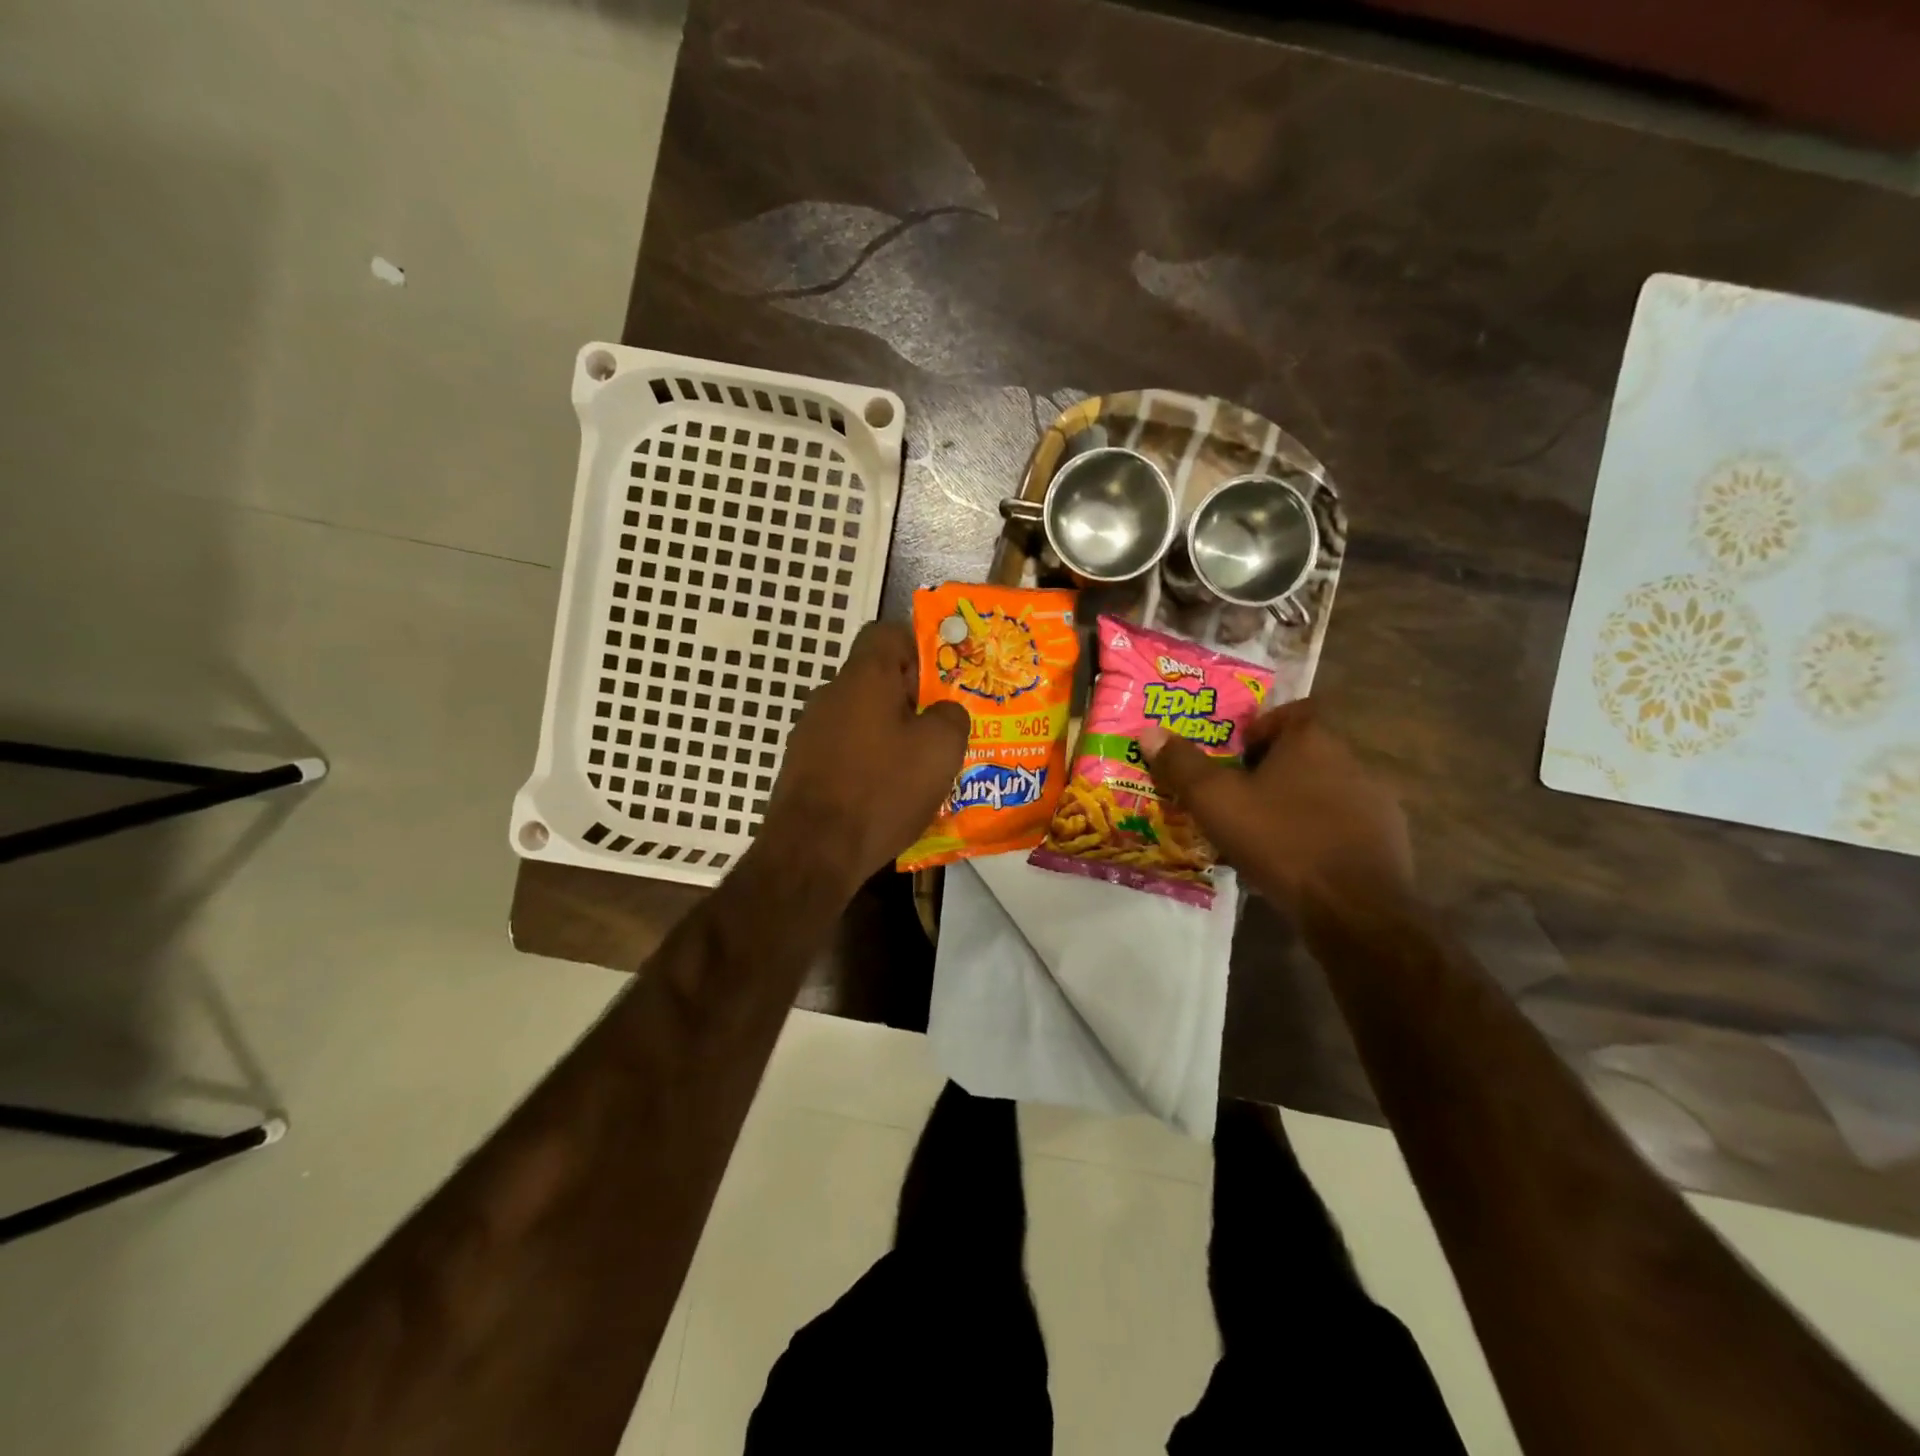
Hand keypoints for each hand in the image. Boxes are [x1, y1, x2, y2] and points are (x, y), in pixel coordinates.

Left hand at [762, 622, 968, 890]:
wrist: (813, 851)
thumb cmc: (882, 789)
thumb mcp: (940, 750)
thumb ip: (951, 716)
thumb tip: (944, 711)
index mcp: (864, 677)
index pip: (887, 633)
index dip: (919, 647)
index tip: (943, 679)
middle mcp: (830, 695)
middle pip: (876, 679)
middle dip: (911, 699)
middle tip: (941, 728)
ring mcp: (810, 732)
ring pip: (861, 717)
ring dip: (890, 733)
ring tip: (919, 767)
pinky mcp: (802, 767)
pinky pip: (845, 750)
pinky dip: (868, 762)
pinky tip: (887, 794)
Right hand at [1139, 699, 1412, 912]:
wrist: (1354, 909)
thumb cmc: (1280, 840)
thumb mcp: (1216, 801)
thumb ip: (1182, 765)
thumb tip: (1149, 732)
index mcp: (1313, 740)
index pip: (1290, 712)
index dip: (1260, 728)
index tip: (1234, 755)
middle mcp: (1350, 760)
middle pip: (1305, 752)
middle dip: (1270, 770)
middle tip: (1236, 796)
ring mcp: (1375, 801)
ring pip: (1324, 789)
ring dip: (1295, 803)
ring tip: (1261, 833)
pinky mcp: (1387, 840)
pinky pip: (1342, 824)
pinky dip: (1319, 833)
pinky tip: (1296, 861)